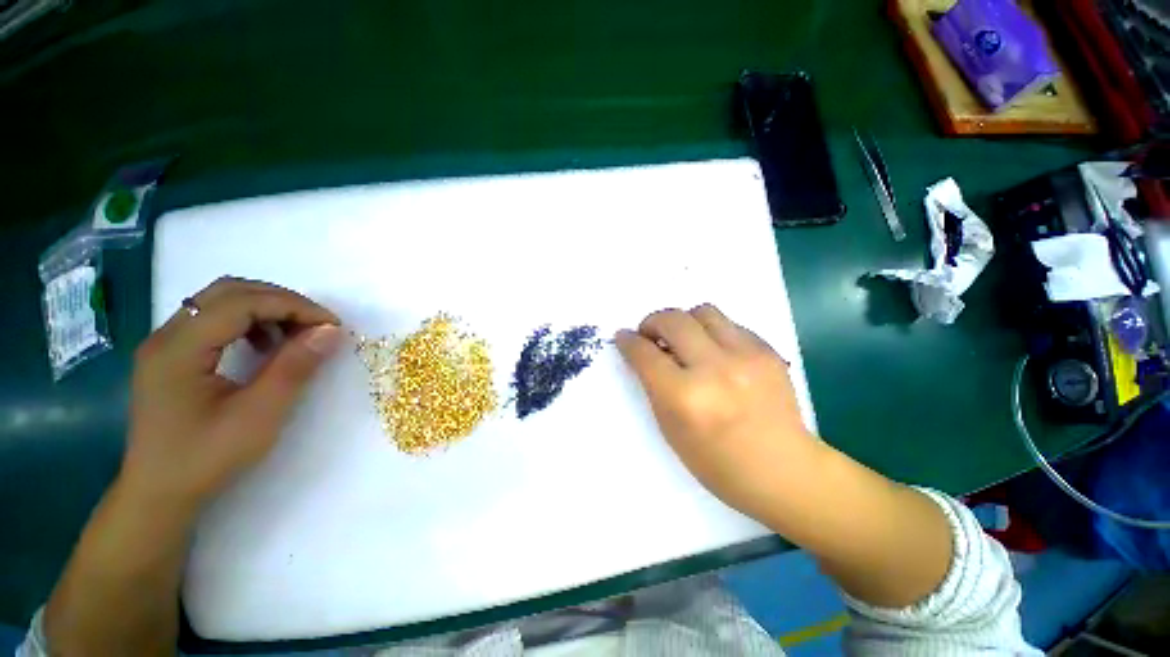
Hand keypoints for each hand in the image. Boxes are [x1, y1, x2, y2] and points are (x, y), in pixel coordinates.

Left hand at [121, 277, 342, 512]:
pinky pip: (214, 321)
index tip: (332, 325)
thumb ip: (294, 367)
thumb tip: (330, 331)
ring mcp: (166, 344)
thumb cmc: (205, 458)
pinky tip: (264, 347)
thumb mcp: (258, 415)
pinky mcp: (172, 356)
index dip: (293, 306)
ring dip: (266, 309)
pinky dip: (248, 323)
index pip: (241, 302)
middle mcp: (167, 335)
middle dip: (281, 301)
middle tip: (317, 325)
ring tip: (295, 336)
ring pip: (221, 302)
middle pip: (228, 292)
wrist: (158, 494)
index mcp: (179, 348)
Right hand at [615, 304, 821, 521]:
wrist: (783, 471)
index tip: (623, 337)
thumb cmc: (717, 463)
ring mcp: (746, 357)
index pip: (645, 354)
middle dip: (652, 322)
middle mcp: (714, 369)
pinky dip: (712, 332)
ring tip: (683, 340)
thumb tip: (643, 353)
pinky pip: (730, 324)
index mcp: (684, 397)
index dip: (628, 341)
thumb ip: (653, 386)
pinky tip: (714, 352)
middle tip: (650, 334)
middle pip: (673, 320)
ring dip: (684, 322)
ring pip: (703, 311)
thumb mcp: (671, 429)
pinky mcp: (767, 351)